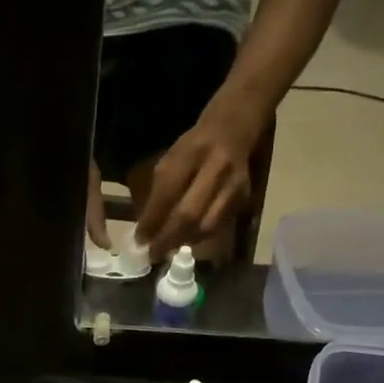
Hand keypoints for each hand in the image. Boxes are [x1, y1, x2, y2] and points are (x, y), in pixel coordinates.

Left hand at [134, 102, 262, 260]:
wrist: (234, 128)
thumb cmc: (195, 146)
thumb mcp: (172, 157)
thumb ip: (160, 191)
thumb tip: (147, 229)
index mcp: (192, 152)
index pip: (168, 193)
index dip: (152, 220)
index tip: (139, 239)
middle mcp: (216, 167)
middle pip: (189, 215)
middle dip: (167, 239)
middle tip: (153, 254)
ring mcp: (233, 184)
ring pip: (206, 226)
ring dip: (184, 241)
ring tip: (168, 249)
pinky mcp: (243, 197)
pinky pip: (218, 225)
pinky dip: (199, 237)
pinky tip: (186, 239)